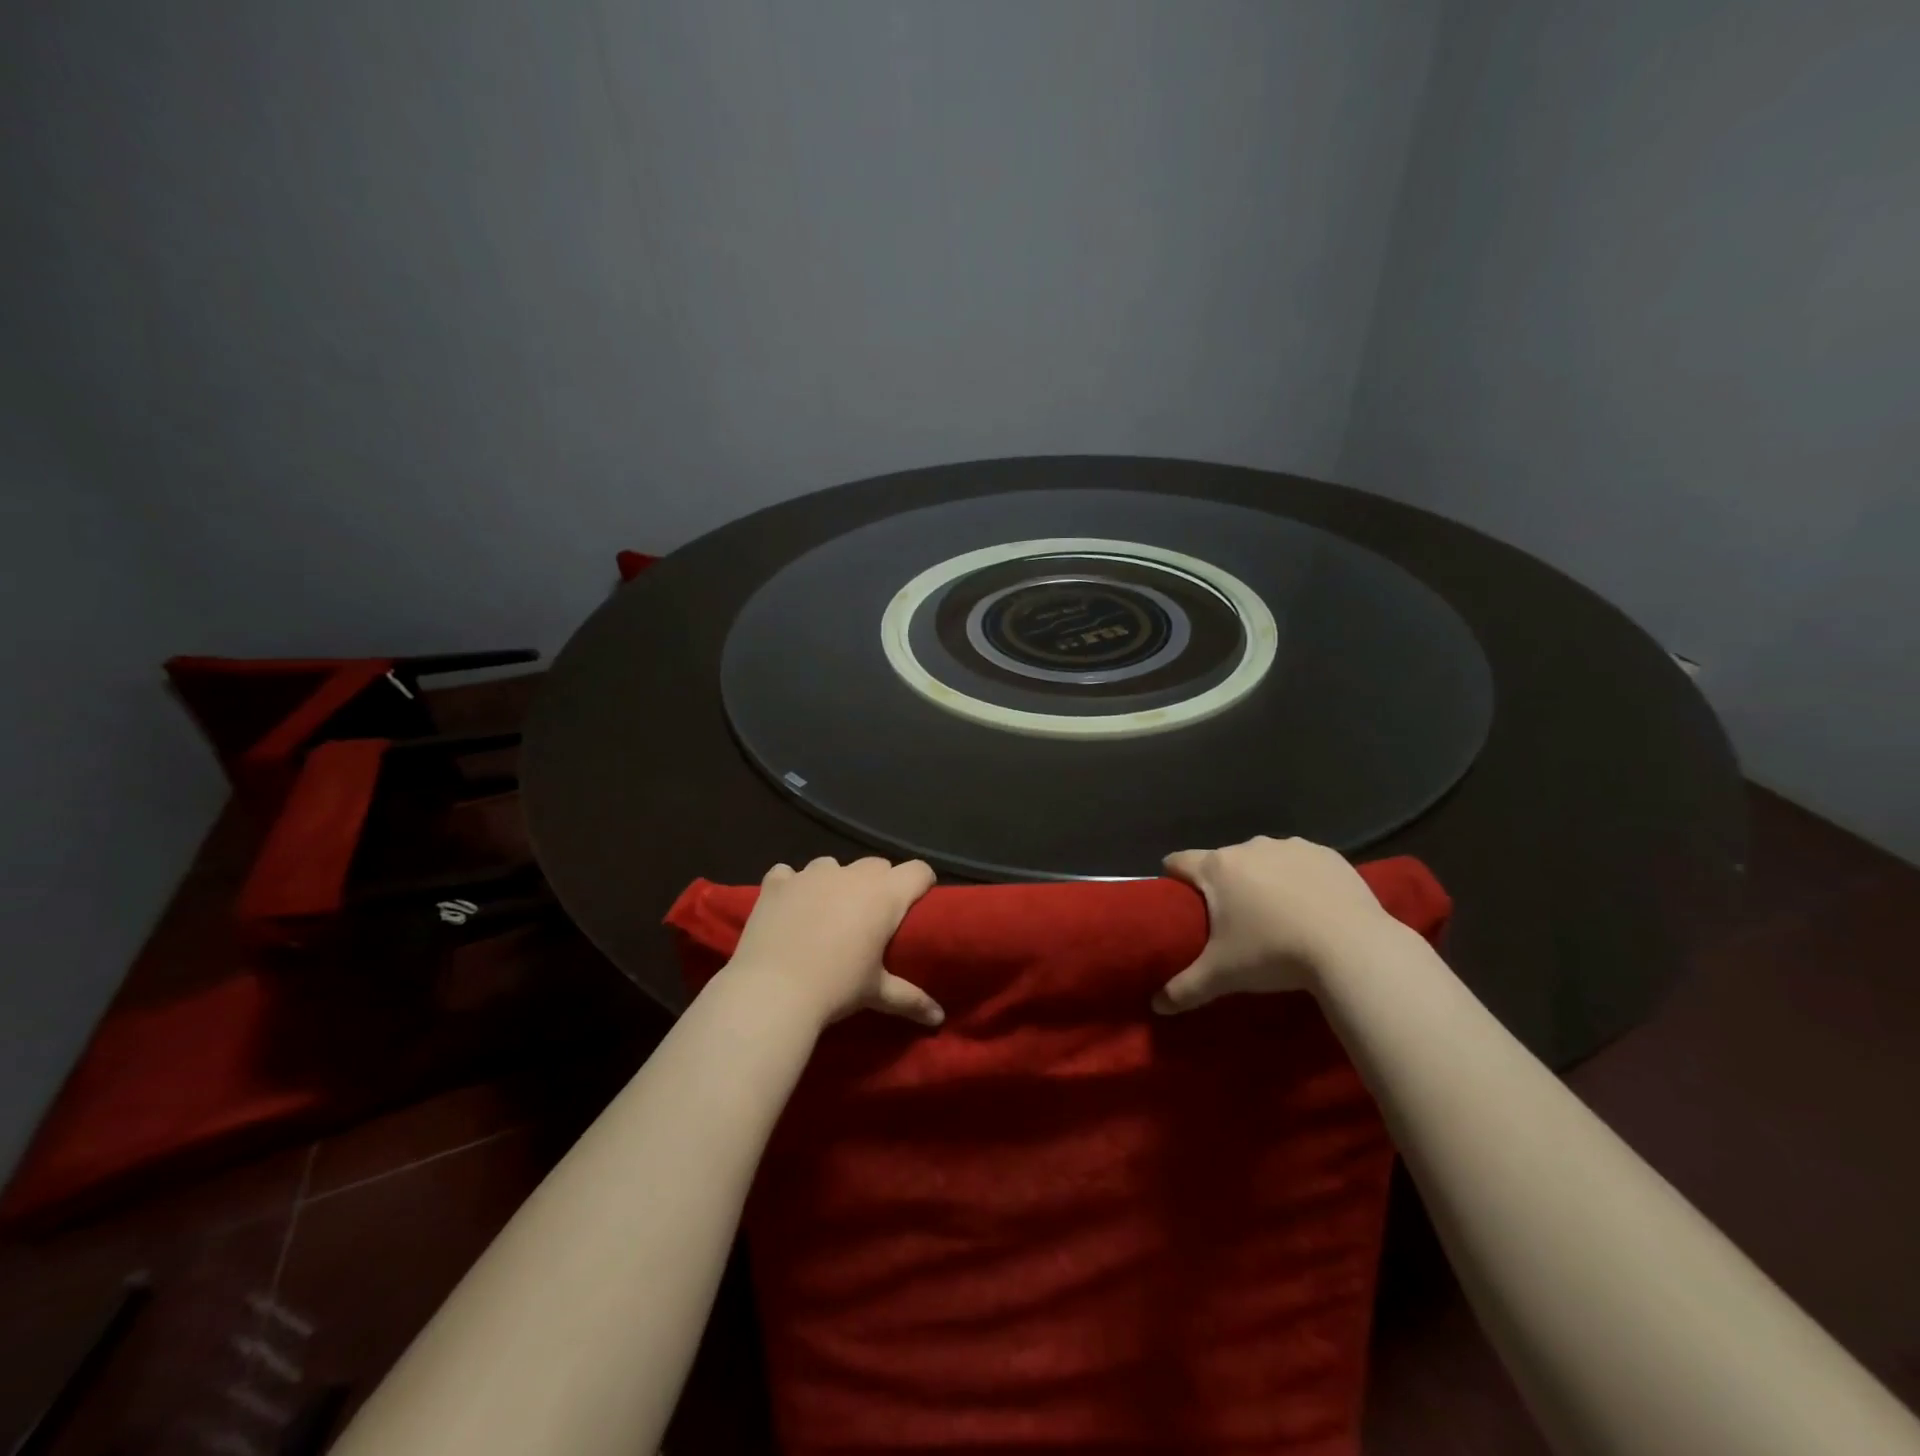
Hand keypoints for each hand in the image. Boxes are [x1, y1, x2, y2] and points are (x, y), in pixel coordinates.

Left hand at [724, 856, 943, 1029]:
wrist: (772, 992)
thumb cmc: (836, 988)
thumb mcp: (877, 994)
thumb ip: (911, 1000)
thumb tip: (939, 1018)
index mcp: (884, 895)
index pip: (919, 871)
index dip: (921, 883)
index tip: (917, 902)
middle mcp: (851, 875)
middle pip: (877, 865)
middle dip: (878, 884)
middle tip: (870, 917)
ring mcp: (811, 874)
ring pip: (832, 865)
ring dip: (835, 883)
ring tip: (826, 913)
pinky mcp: (777, 882)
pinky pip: (788, 873)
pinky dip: (791, 886)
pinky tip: (788, 907)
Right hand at [1154, 836, 1400, 1013]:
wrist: (1353, 947)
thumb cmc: (1274, 953)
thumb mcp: (1223, 976)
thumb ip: (1184, 989)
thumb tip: (1156, 1006)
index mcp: (1217, 868)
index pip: (1179, 861)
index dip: (1174, 877)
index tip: (1179, 897)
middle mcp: (1250, 847)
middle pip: (1224, 861)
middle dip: (1224, 884)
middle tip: (1234, 920)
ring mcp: (1291, 847)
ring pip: (1264, 859)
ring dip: (1263, 878)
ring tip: (1278, 915)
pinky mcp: (1328, 854)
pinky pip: (1302, 862)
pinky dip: (1301, 878)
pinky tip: (1313, 906)